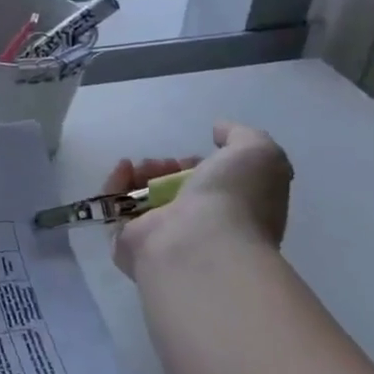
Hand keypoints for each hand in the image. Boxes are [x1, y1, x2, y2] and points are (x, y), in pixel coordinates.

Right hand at [104, 121, 293, 279]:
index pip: (210, 188)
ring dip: (141, 174)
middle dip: (165, 168)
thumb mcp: (258, 153)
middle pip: (173, 191)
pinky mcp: (128, 243)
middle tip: (163, 163)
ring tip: (141, 166)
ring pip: (143, 199)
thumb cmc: (235, 200)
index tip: (193, 157)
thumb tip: (218, 130)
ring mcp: (162, 238)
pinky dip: (116, 185)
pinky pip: (116, 209)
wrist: (201, 242)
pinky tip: (124, 169)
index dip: (200, 166)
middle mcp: (199, 229)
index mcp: (234, 214)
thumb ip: (241, 135)